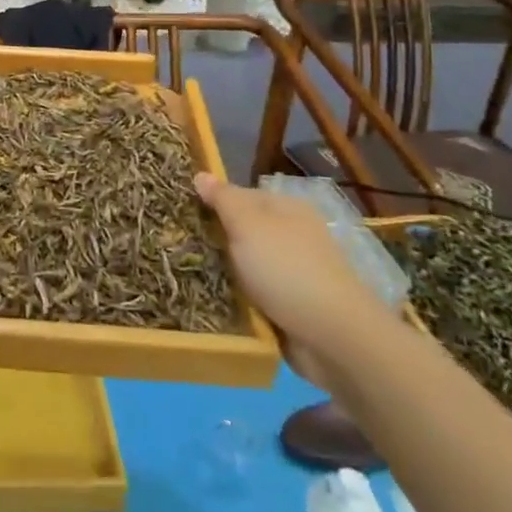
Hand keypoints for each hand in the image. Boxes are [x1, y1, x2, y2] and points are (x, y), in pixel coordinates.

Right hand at [194, 173, 394, 382]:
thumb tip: (201, 174)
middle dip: (214, 239)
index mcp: (287, 208)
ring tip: (187, 274)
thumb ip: (223, 198)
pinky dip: (237, 298)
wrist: (333, 337)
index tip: (181, 215)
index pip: (239, 195)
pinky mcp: (291, 306)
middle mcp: (292, 236)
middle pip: (242, 230)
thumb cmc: (287, 269)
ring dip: (223, 272)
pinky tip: (213, 300)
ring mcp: (293, 272)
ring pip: (245, 264)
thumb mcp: (248, 224)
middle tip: (178, 246)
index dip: (211, 202)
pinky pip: (253, 294)